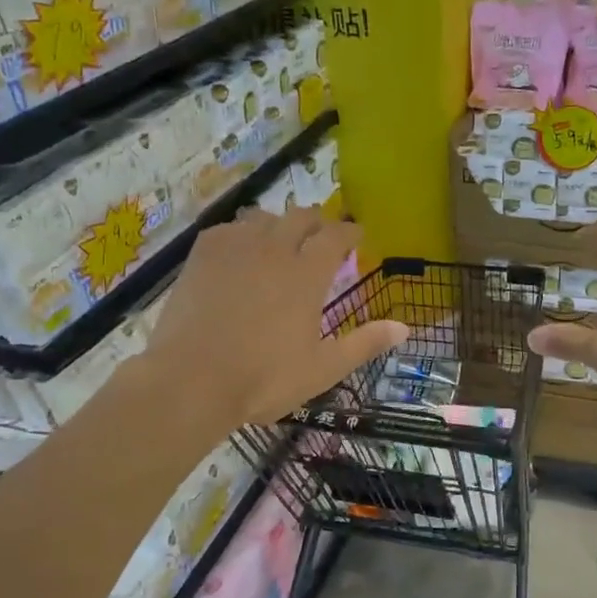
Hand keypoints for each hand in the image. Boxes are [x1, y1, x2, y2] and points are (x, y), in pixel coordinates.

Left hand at [145, 208, 407, 428]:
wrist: (191, 380)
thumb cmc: (264, 379)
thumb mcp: (323, 368)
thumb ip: (365, 343)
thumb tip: (405, 327)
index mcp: (307, 274)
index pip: (336, 235)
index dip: (350, 231)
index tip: (357, 234)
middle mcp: (274, 249)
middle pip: (301, 217)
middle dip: (317, 221)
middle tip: (321, 234)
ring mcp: (235, 248)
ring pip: (262, 218)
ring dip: (278, 224)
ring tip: (280, 239)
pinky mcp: (202, 255)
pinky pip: (228, 229)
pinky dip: (241, 233)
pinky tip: (239, 249)